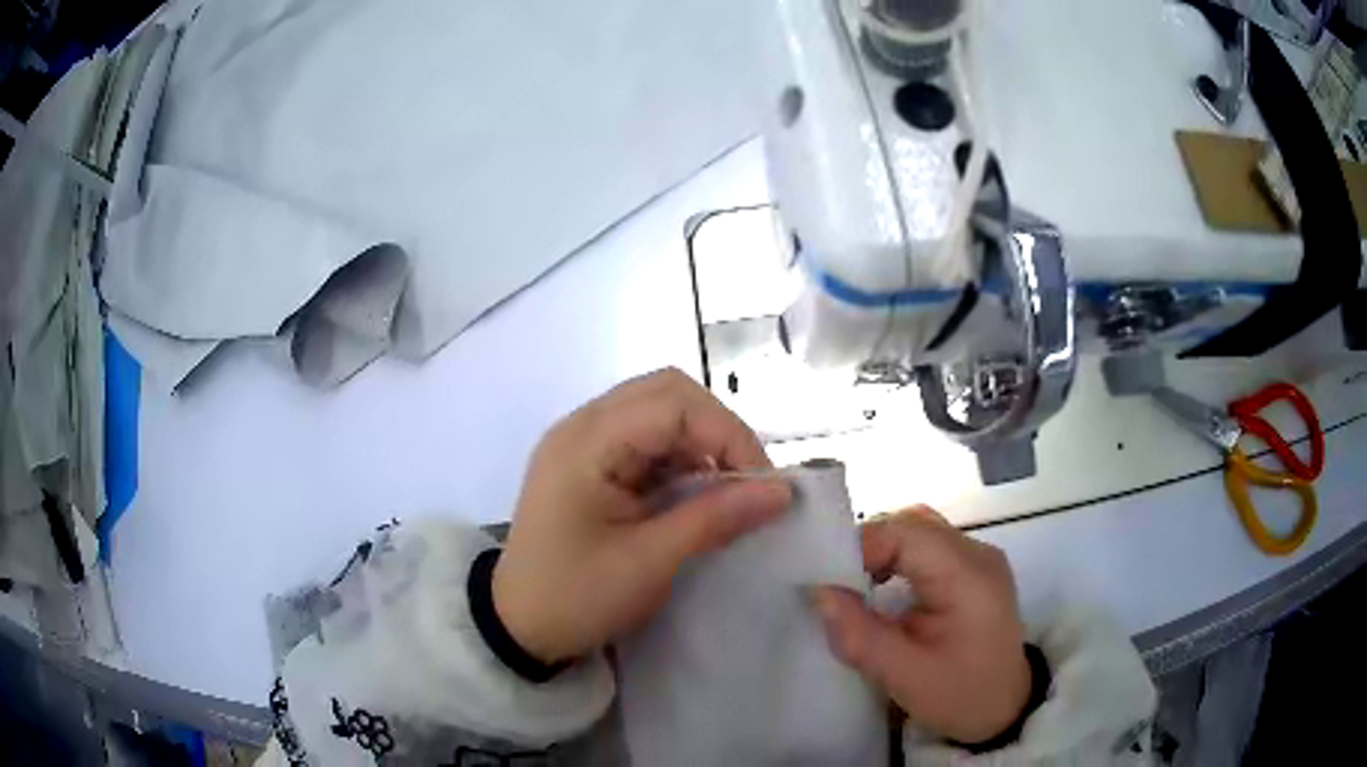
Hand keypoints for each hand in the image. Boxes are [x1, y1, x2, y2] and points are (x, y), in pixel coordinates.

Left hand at [493, 368, 791, 664]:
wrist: (519, 625)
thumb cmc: (577, 597)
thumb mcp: (650, 563)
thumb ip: (715, 518)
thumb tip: (782, 491)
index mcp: (587, 443)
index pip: (675, 403)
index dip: (729, 434)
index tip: (763, 485)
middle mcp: (582, 426)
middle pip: (668, 393)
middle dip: (717, 432)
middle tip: (745, 482)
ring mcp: (582, 441)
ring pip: (660, 411)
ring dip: (700, 444)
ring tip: (724, 492)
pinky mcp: (589, 461)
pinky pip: (645, 438)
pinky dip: (679, 458)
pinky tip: (692, 494)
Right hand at [812, 507, 1030, 743]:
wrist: (1006, 709)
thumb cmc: (960, 695)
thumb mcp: (904, 676)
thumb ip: (859, 634)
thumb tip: (817, 593)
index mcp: (968, 575)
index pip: (906, 533)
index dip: (860, 547)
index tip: (825, 581)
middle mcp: (977, 553)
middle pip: (913, 524)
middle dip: (867, 547)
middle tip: (835, 584)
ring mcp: (979, 558)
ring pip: (919, 531)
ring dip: (882, 551)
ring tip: (853, 587)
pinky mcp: (973, 570)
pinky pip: (928, 547)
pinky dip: (897, 560)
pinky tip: (881, 589)